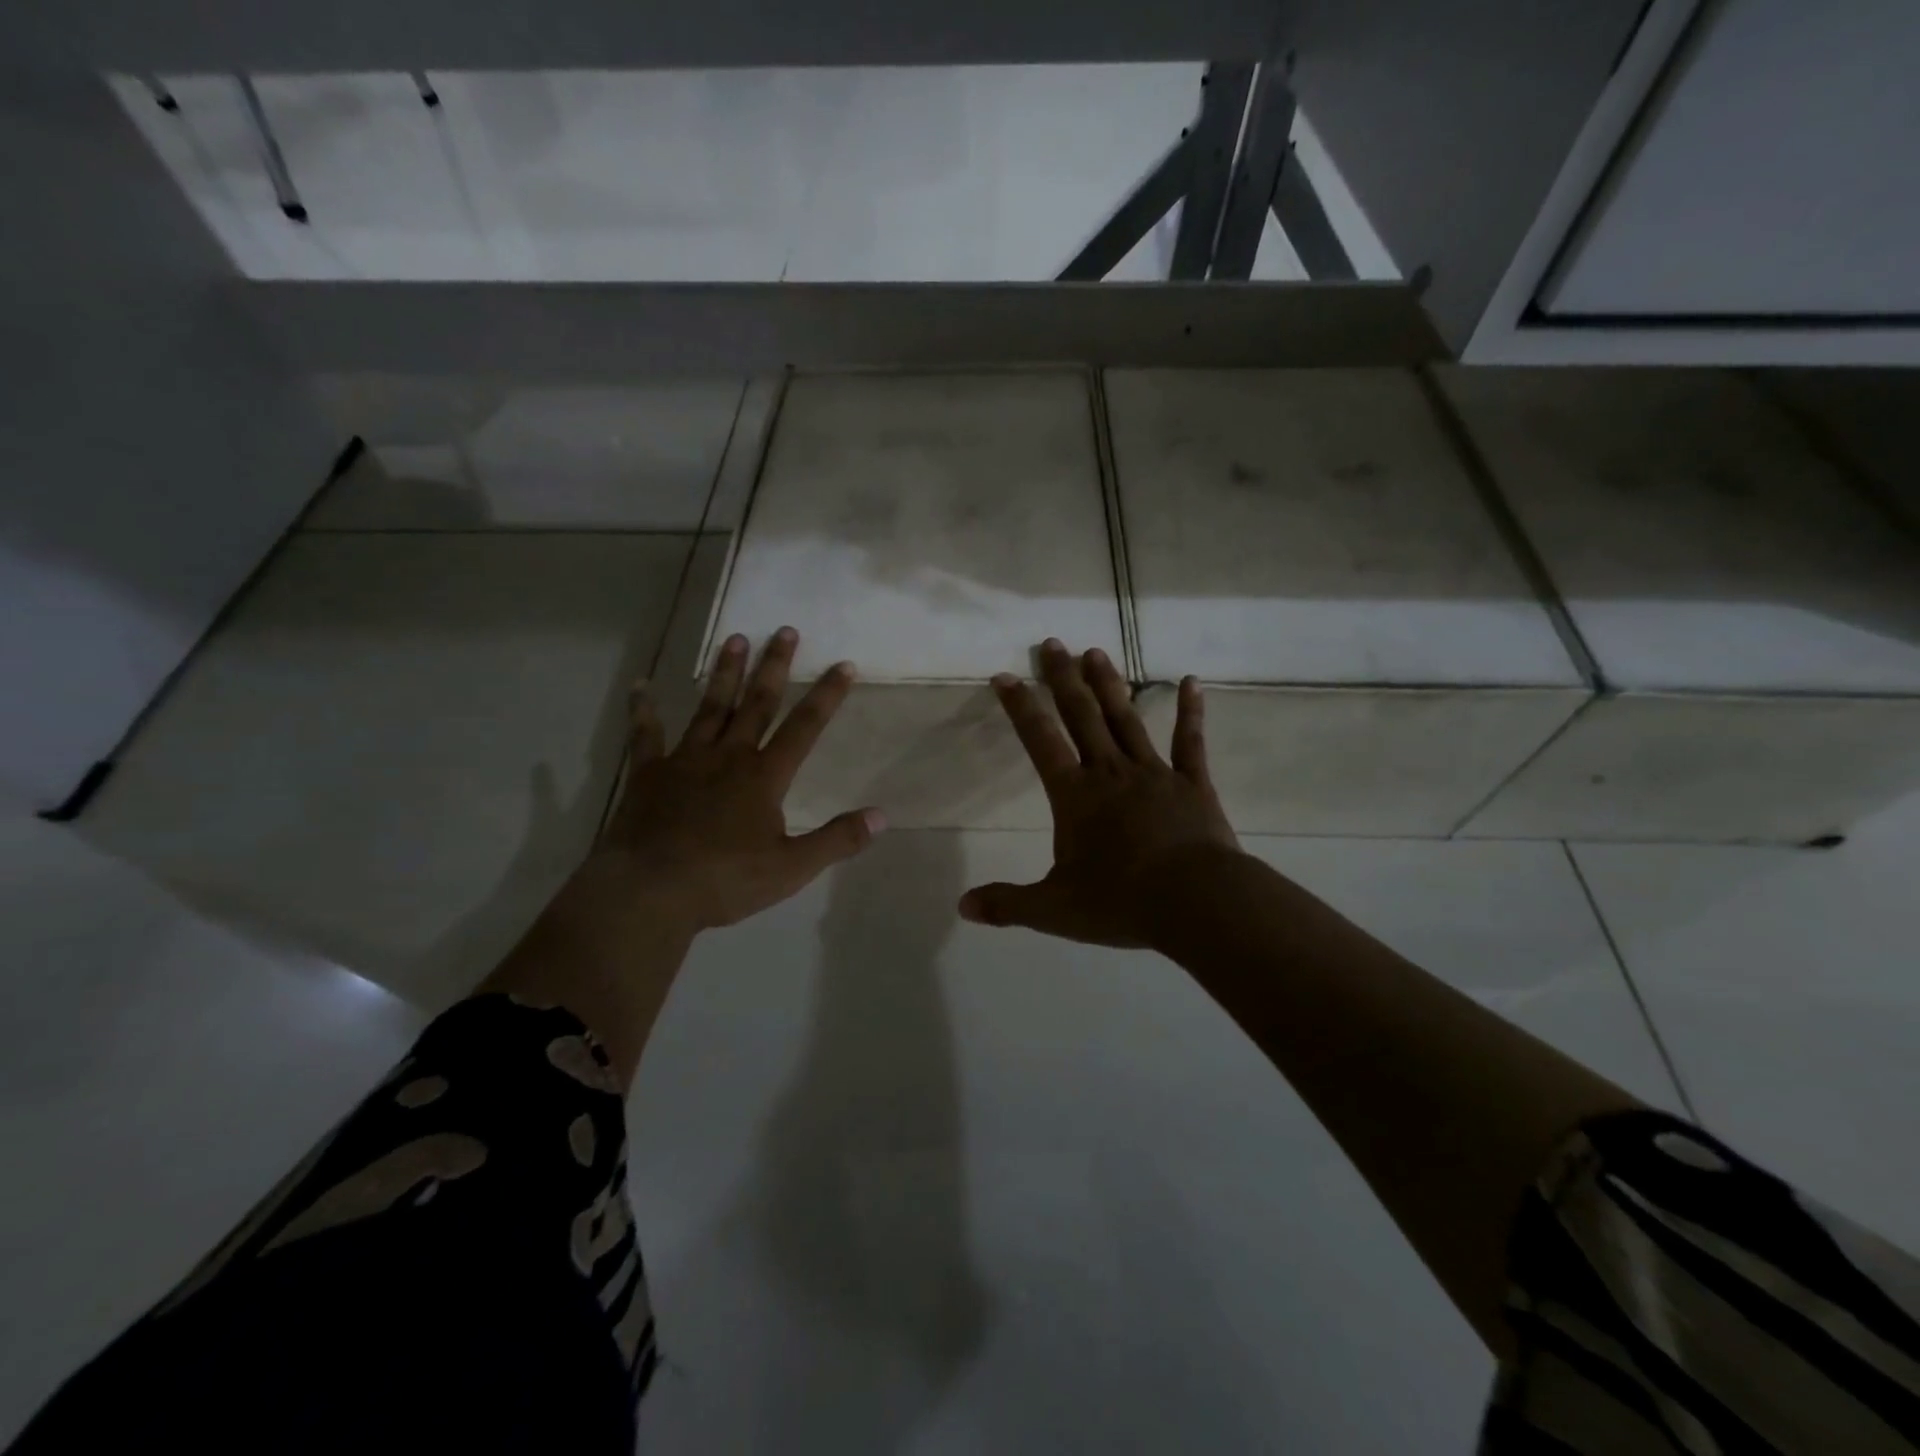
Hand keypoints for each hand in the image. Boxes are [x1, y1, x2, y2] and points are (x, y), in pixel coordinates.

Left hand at [579, 628, 883, 935]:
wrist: (650, 891)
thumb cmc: (725, 880)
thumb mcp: (792, 868)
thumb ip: (837, 840)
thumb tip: (882, 817)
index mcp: (764, 776)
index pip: (804, 727)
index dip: (826, 696)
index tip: (843, 665)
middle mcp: (729, 756)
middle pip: (757, 704)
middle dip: (774, 667)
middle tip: (785, 630)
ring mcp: (685, 761)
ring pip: (710, 708)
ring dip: (725, 674)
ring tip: (735, 638)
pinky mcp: (648, 774)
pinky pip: (645, 736)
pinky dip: (643, 710)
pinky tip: (640, 686)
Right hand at [959, 639, 1241, 946]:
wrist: (1196, 901)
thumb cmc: (1121, 902)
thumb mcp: (1054, 910)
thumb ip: (1008, 905)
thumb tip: (963, 907)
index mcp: (1075, 796)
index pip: (1039, 742)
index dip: (1020, 707)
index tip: (1005, 676)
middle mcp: (1110, 773)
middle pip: (1082, 717)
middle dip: (1064, 679)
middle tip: (1053, 643)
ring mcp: (1154, 773)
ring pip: (1127, 720)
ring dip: (1110, 685)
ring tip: (1096, 652)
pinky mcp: (1192, 784)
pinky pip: (1189, 742)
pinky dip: (1190, 712)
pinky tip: (1192, 682)